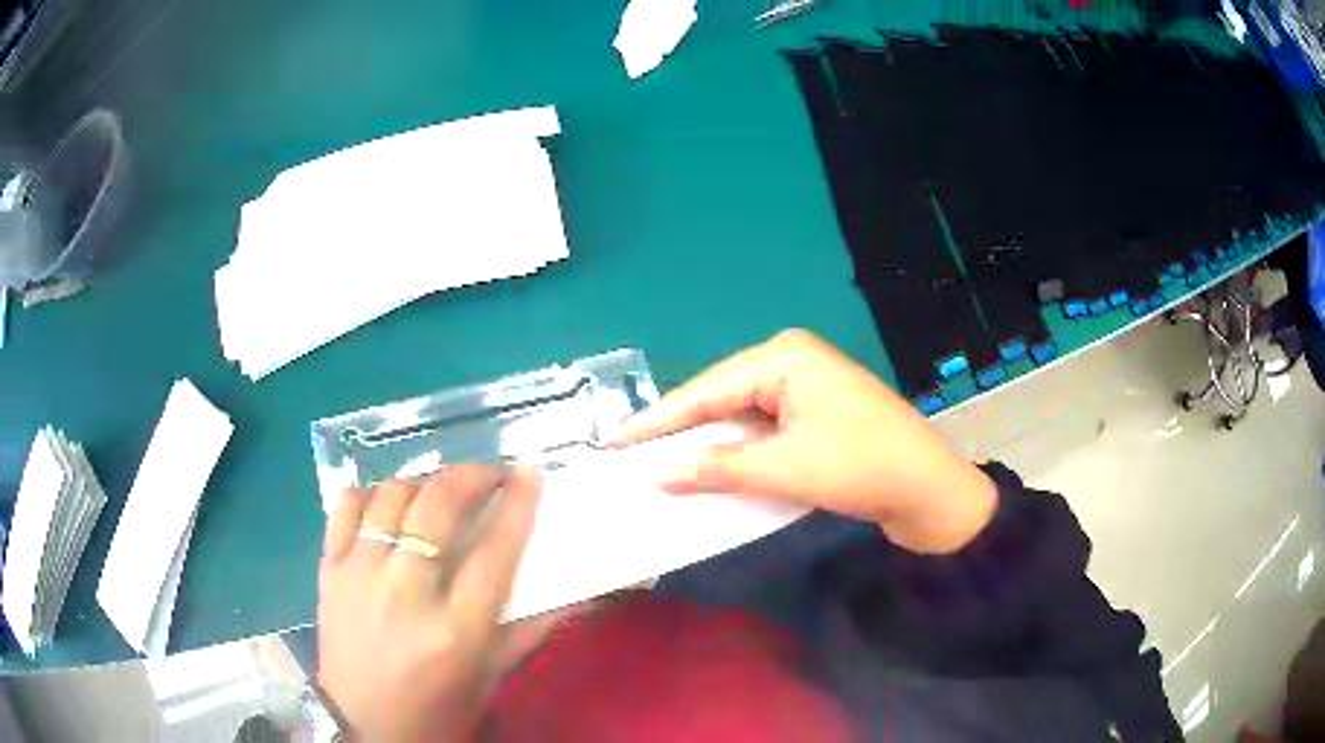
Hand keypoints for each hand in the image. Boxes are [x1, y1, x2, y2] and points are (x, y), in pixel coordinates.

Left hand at [317, 465, 563, 741]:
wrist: (363, 728)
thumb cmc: (437, 711)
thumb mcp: (490, 679)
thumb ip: (529, 631)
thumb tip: (575, 593)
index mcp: (455, 631)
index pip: (494, 552)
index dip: (518, 504)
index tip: (529, 472)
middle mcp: (405, 594)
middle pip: (438, 509)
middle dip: (471, 476)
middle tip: (490, 473)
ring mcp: (359, 577)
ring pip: (391, 498)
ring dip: (423, 479)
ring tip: (441, 485)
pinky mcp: (329, 571)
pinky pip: (345, 508)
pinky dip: (370, 492)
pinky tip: (388, 499)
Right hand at [611, 329, 996, 553]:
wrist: (930, 490)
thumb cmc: (861, 466)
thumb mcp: (785, 468)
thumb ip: (717, 469)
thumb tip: (655, 475)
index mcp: (784, 357)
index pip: (705, 389)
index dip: (656, 419)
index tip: (612, 440)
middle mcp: (791, 362)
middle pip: (720, 399)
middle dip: (679, 432)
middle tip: (629, 456)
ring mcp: (806, 389)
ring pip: (740, 418)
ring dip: (708, 446)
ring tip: (658, 465)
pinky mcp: (815, 416)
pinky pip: (763, 431)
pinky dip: (737, 453)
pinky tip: (710, 470)